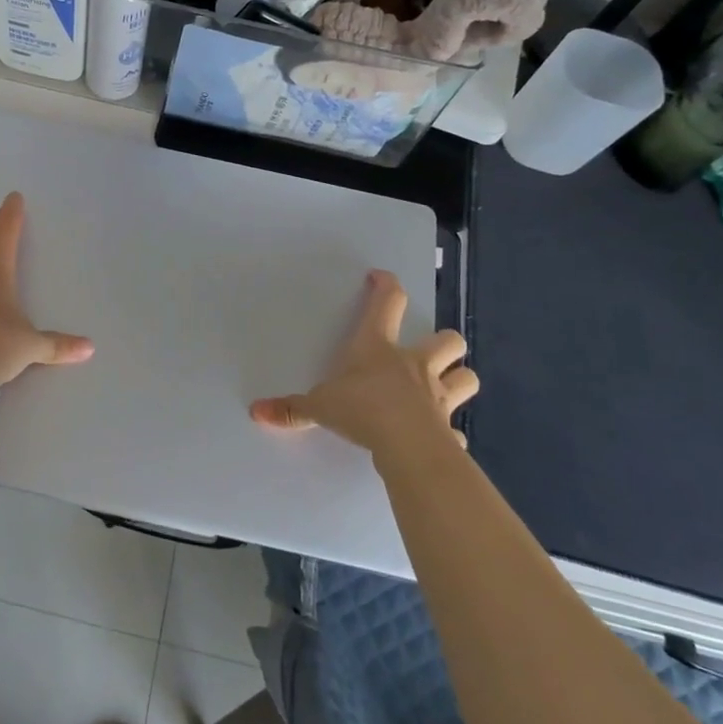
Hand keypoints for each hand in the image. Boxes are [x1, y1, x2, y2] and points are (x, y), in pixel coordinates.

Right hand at [249, 270, 476, 457]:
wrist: (405, 446)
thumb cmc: (361, 410)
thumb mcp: (319, 407)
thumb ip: (291, 409)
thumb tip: (256, 410)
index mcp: (379, 348)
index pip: (388, 303)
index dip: (386, 286)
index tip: (380, 277)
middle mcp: (415, 365)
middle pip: (448, 340)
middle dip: (443, 342)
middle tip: (428, 350)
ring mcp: (438, 396)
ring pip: (466, 376)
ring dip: (458, 378)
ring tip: (446, 386)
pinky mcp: (449, 429)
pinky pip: (456, 429)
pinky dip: (451, 431)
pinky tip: (442, 438)